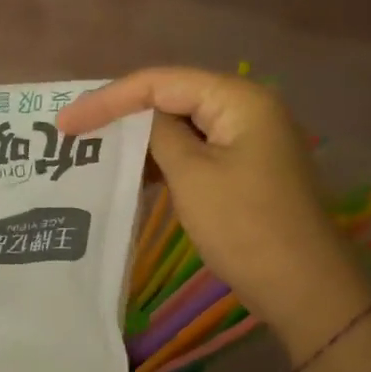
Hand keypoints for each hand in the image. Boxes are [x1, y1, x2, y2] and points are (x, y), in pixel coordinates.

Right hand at [59, 68, 370, 357]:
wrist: (305, 289)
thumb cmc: (246, 228)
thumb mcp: (192, 177)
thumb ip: (159, 135)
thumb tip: (139, 117)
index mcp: (238, 99)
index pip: (160, 82)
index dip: (108, 98)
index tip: (65, 122)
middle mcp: (247, 107)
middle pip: (173, 97)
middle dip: (123, 114)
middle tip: (75, 132)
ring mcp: (250, 138)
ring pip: (183, 125)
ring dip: (142, 139)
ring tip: (95, 150)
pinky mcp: (247, 166)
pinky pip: (198, 150)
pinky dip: (165, 159)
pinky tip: (134, 173)